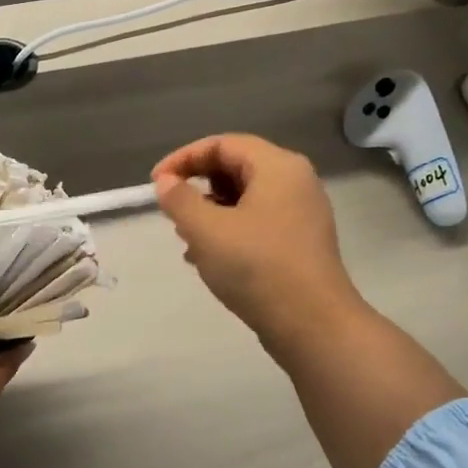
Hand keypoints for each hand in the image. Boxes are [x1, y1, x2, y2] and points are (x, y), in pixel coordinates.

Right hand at [152, 135, 362, 347]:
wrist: (311, 324)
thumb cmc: (256, 267)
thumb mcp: (207, 230)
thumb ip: (180, 200)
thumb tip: (166, 182)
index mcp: (278, 167)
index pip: (222, 144)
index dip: (183, 158)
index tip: (155, 184)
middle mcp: (295, 182)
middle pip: (236, 168)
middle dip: (198, 187)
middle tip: (173, 214)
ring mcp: (302, 214)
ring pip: (245, 199)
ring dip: (210, 214)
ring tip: (187, 241)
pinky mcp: (300, 243)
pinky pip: (258, 223)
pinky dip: (230, 232)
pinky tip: (210, 260)